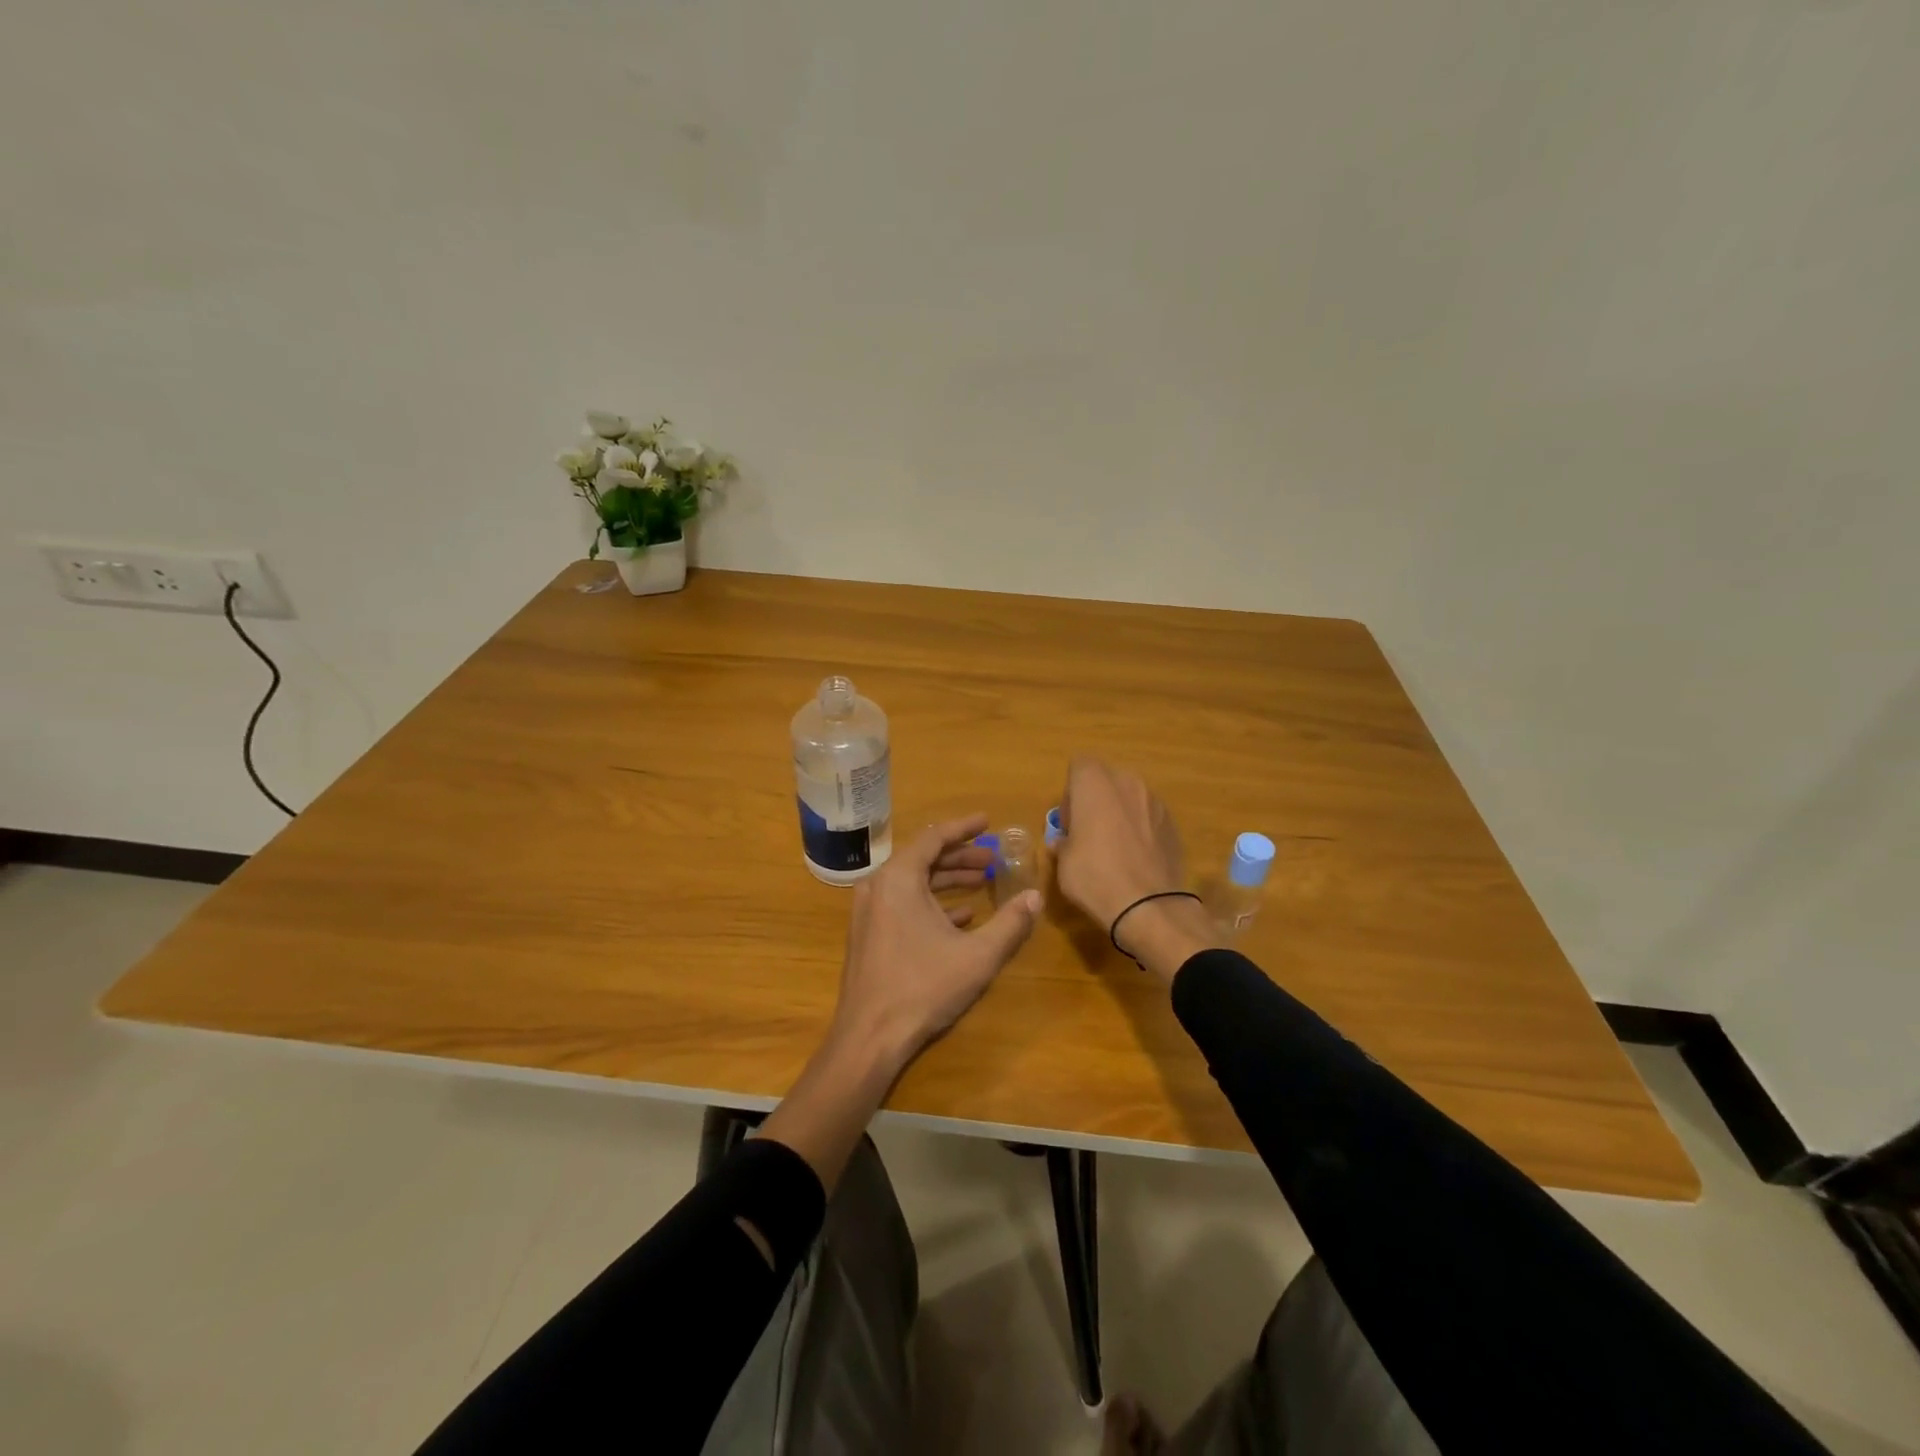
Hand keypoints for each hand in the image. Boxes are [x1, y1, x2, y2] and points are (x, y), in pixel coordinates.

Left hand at [829, 814, 1042, 1076]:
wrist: (869, 1037)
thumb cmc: (923, 988)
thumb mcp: (977, 956)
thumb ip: (1010, 923)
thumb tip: (1036, 897)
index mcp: (898, 878)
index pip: (934, 837)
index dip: (964, 828)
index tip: (988, 822)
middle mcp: (878, 886)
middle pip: (923, 858)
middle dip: (960, 856)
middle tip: (993, 859)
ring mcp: (868, 911)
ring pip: (913, 882)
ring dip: (948, 879)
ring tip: (983, 882)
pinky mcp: (868, 934)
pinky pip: (902, 904)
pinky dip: (931, 903)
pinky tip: (961, 916)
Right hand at [1055, 757, 1185, 926]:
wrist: (1149, 906)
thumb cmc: (1094, 876)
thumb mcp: (1063, 862)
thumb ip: (1062, 842)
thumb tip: (1063, 842)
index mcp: (1095, 783)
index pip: (1079, 765)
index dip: (1071, 792)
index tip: (1070, 822)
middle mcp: (1128, 782)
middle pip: (1106, 779)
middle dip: (1096, 799)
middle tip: (1088, 833)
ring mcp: (1155, 802)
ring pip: (1130, 797)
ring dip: (1119, 813)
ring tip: (1114, 848)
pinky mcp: (1173, 823)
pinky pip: (1148, 817)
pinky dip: (1140, 829)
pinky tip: (1136, 859)